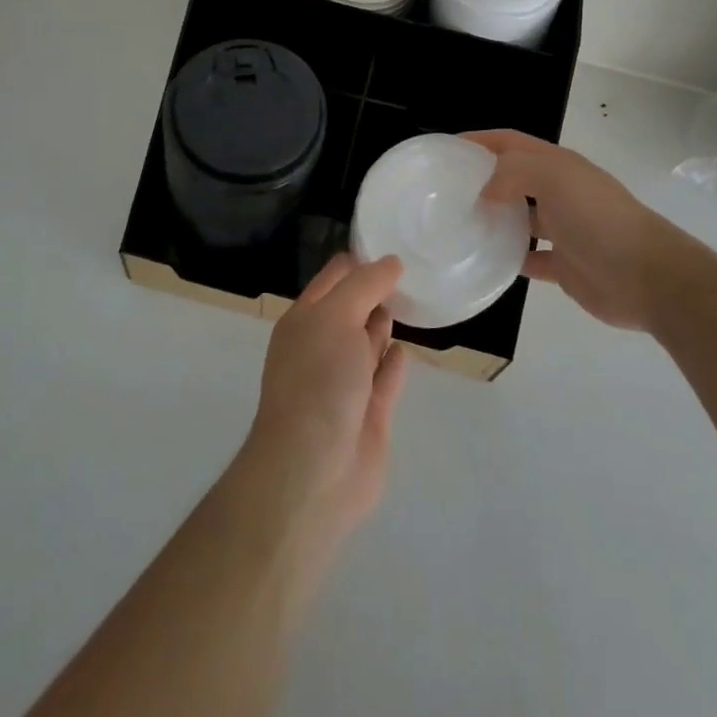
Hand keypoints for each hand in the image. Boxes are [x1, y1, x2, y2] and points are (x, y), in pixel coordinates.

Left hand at [235, 253, 410, 543]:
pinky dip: (394, 362)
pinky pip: (385, 378)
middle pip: (353, 307)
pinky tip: (405, 349)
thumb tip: (392, 262)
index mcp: (305, 319)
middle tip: (412, 271)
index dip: (361, 261)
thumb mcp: (336, 317)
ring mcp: (346, 382)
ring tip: (410, 302)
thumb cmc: (318, 381)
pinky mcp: (370, 414)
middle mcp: (323, 346)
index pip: (334, 277)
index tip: (395, 245)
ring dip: (383, 324)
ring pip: (368, 342)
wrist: (313, 471)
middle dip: (376, 290)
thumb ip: (365, 286)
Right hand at [465, 129, 683, 332]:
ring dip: (493, 219)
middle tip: (445, 191)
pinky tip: (484, 260)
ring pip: (519, 218)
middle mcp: (559, 192)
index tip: (447, 149)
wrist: (647, 276)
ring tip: (457, 225)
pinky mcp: (564, 265)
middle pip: (513, 178)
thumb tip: (484, 192)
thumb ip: (512, 172)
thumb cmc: (597, 217)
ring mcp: (562, 229)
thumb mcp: (553, 177)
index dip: (481, 141)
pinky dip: (508, 258)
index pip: (511, 142)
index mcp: (557, 165)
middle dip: (482, 179)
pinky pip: (529, 258)